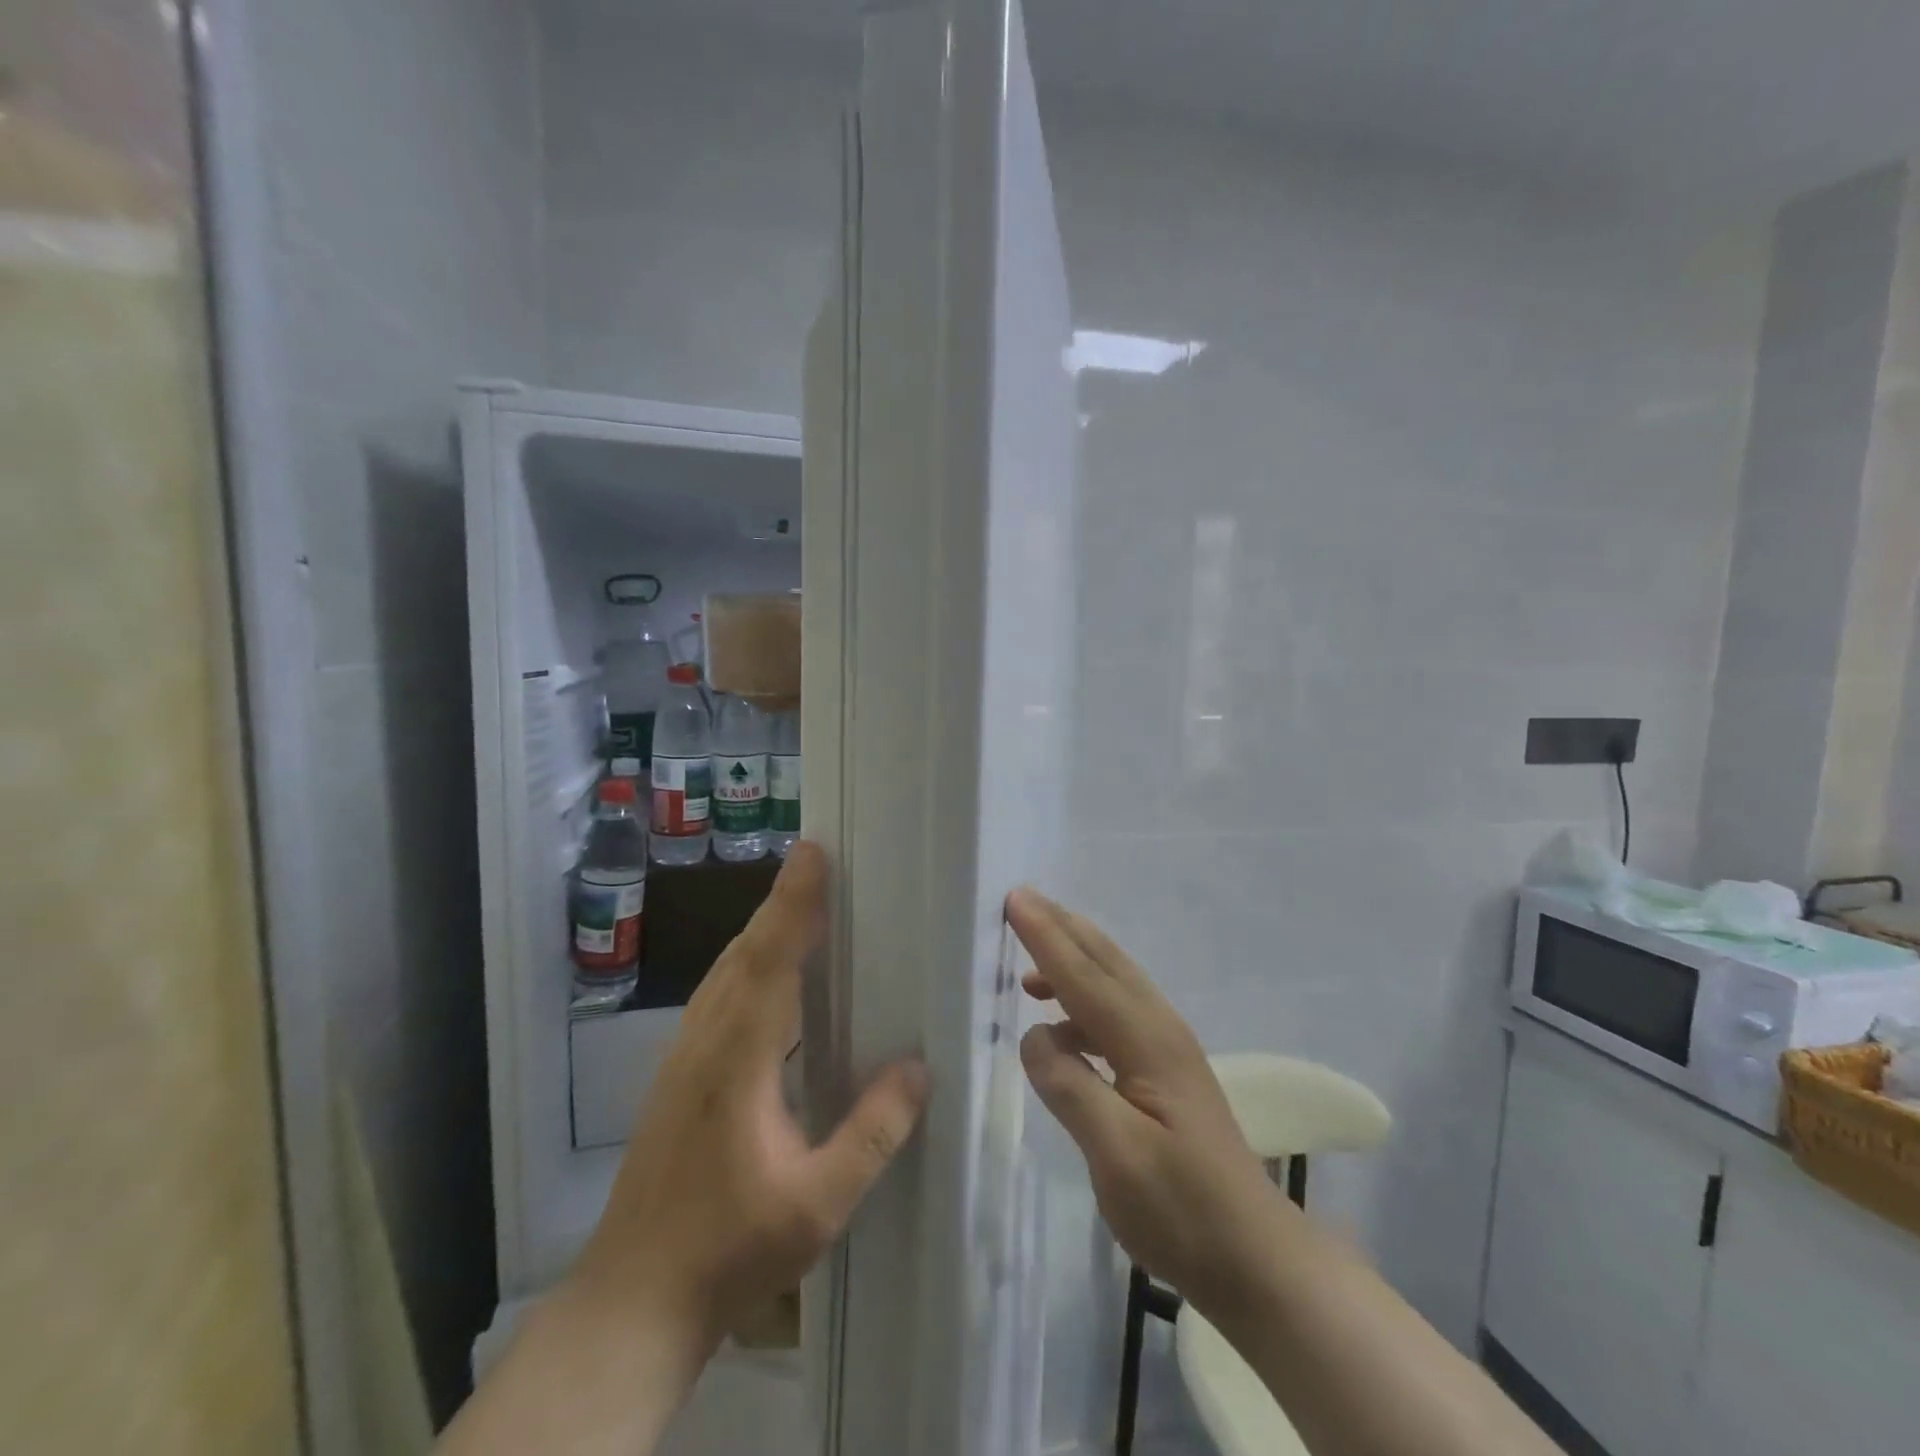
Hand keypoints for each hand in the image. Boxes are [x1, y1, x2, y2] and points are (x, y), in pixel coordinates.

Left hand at [569, 841, 929, 1350]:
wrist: (631, 1302)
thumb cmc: (728, 1252)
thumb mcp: (818, 1203)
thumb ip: (872, 1132)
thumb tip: (918, 1066)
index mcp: (737, 1060)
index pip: (770, 960)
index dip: (793, 903)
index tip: (813, 853)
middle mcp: (704, 1043)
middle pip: (744, 953)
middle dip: (781, 902)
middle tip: (817, 862)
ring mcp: (682, 1058)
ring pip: (725, 972)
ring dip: (762, 930)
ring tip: (800, 904)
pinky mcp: (677, 1076)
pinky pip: (718, 995)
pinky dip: (748, 963)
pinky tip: (769, 976)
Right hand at [1009, 887, 1288, 1320]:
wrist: (1255, 1258)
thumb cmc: (1183, 1210)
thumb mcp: (1117, 1155)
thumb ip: (1070, 1087)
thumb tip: (1033, 1035)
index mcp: (1147, 1040)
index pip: (1084, 976)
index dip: (1046, 937)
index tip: (1014, 899)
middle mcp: (1160, 1029)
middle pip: (1105, 962)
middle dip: (1062, 928)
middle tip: (1021, 901)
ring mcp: (1168, 1048)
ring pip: (1114, 982)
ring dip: (1072, 959)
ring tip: (1028, 961)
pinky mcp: (1166, 1070)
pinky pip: (1116, 1012)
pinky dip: (1082, 1000)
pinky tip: (1061, 1027)